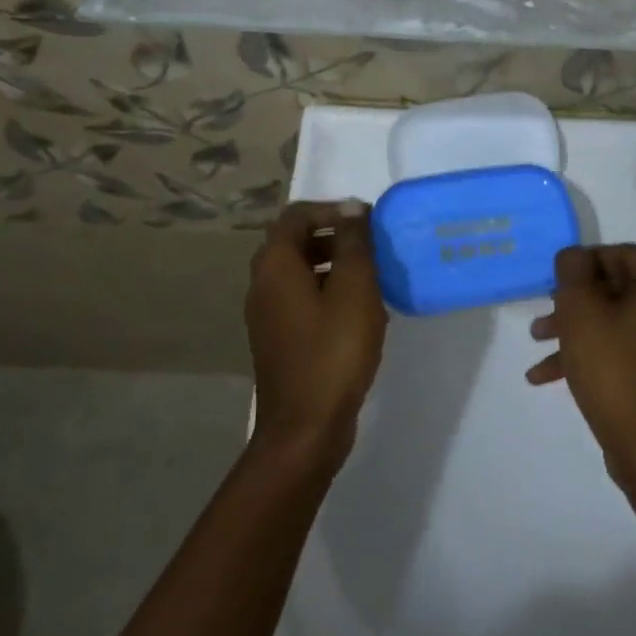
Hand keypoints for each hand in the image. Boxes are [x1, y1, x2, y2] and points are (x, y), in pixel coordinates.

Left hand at [245, 201, 387, 462]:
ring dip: (335, 265)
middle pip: (295, 242)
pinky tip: (359, 313)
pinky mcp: (279, 340)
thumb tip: (350, 208)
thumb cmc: (334, 351)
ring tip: (373, 278)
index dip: (332, 209)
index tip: (367, 222)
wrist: (306, 427)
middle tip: (373, 248)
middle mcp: (263, 284)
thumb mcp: (354, 289)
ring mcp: (267, 315)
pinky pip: (302, 300)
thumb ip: (353, 243)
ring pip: (301, 272)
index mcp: (275, 266)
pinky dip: (328, 293)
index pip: (296, 215)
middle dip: (335, 237)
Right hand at [527, 244, 635, 526]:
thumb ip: (573, 272)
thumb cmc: (617, 372)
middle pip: (617, 287)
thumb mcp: (581, 313)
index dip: (576, 270)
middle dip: (573, 305)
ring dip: (578, 330)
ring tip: (538, 348)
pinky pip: (632, 344)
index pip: (614, 255)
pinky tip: (551, 375)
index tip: (548, 290)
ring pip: (620, 318)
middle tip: (541, 322)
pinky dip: (598, 352)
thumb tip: (574, 256)